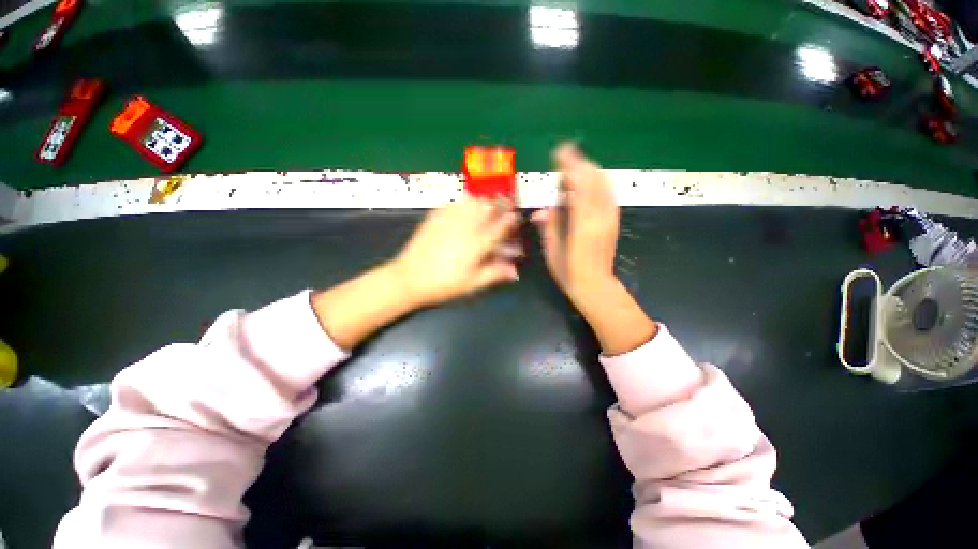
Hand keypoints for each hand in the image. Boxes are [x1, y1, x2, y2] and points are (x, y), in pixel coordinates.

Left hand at [390, 196, 520, 307]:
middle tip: (503, 207)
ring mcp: (449, 219)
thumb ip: (495, 273)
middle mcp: (466, 227)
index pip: (501, 226)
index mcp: (478, 244)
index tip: (516, 216)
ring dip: (483, 200)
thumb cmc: (444, 284)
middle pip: (488, 206)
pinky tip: (465, 207)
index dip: (511, 219)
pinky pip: (454, 202)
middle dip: (499, 203)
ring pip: (472, 200)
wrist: (409, 277)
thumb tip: (515, 271)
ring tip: (486, 205)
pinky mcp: (435, 216)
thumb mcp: (472, 283)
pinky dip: (465, 202)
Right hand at [531, 143, 619, 299]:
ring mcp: (610, 216)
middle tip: (562, 160)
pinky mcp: (614, 220)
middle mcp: (601, 215)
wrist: (596, 286)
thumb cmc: (569, 271)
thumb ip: (549, 225)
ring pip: (603, 182)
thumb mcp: (552, 249)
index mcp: (583, 222)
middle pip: (595, 177)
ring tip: (571, 173)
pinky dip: (595, 183)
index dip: (570, 165)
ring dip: (588, 171)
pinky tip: (583, 187)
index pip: (580, 183)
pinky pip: (607, 192)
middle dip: (579, 163)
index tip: (559, 152)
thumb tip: (541, 210)